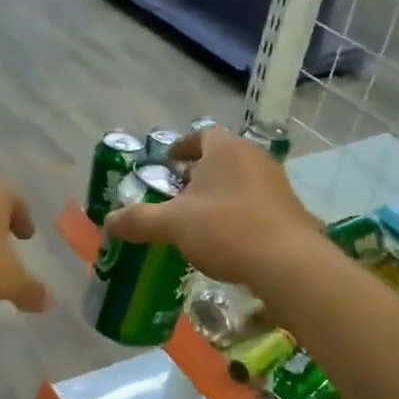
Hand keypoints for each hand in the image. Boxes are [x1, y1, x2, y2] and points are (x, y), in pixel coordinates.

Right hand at [104, 127, 320, 285]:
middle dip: (199, 173)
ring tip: (200, 218)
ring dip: (220, 194)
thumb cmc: (226, 230)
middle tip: (179, 193)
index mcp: (225, 149)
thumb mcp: (174, 225)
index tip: (169, 161)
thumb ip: (140, 219)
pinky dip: (239, 213)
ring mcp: (277, 183)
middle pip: (222, 158)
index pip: (202, 135)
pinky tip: (227, 238)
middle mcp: (254, 157)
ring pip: (240, 181)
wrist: (288, 262)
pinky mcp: (290, 210)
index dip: (183, 146)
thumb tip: (108, 221)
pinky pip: (256, 203)